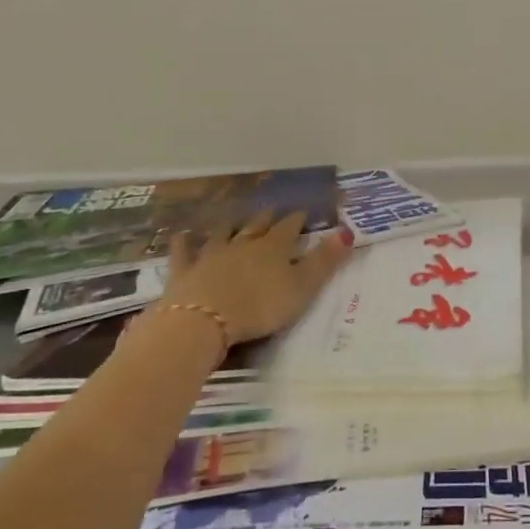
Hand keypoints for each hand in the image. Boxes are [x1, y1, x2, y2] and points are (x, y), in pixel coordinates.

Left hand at [160, 210, 352, 345]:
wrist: (204, 319)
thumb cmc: (260, 307)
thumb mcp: (302, 288)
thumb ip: (325, 261)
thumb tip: (347, 231)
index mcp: (274, 248)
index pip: (289, 228)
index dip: (297, 220)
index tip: (303, 212)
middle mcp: (243, 244)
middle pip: (257, 226)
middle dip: (266, 218)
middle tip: (271, 209)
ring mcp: (212, 255)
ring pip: (223, 233)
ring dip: (229, 225)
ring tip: (233, 218)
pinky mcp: (185, 271)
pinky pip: (184, 252)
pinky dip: (184, 242)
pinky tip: (182, 234)